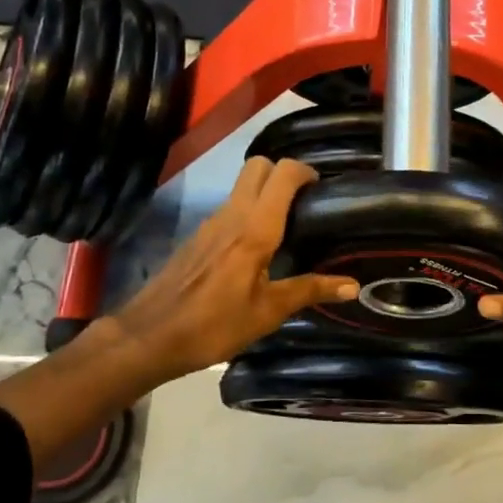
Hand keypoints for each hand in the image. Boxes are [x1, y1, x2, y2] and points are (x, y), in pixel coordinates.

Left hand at [98, 157, 358, 386]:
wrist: (149, 337)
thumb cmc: (214, 325)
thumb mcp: (268, 312)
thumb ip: (310, 290)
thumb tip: (353, 284)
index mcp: (255, 228)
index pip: (283, 173)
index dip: (306, 172)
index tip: (321, 191)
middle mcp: (232, 214)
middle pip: (259, 166)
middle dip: (283, 173)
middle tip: (303, 203)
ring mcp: (210, 222)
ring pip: (242, 186)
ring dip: (265, 193)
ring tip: (287, 226)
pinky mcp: (197, 236)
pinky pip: (229, 209)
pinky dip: (247, 213)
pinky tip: (256, 249)